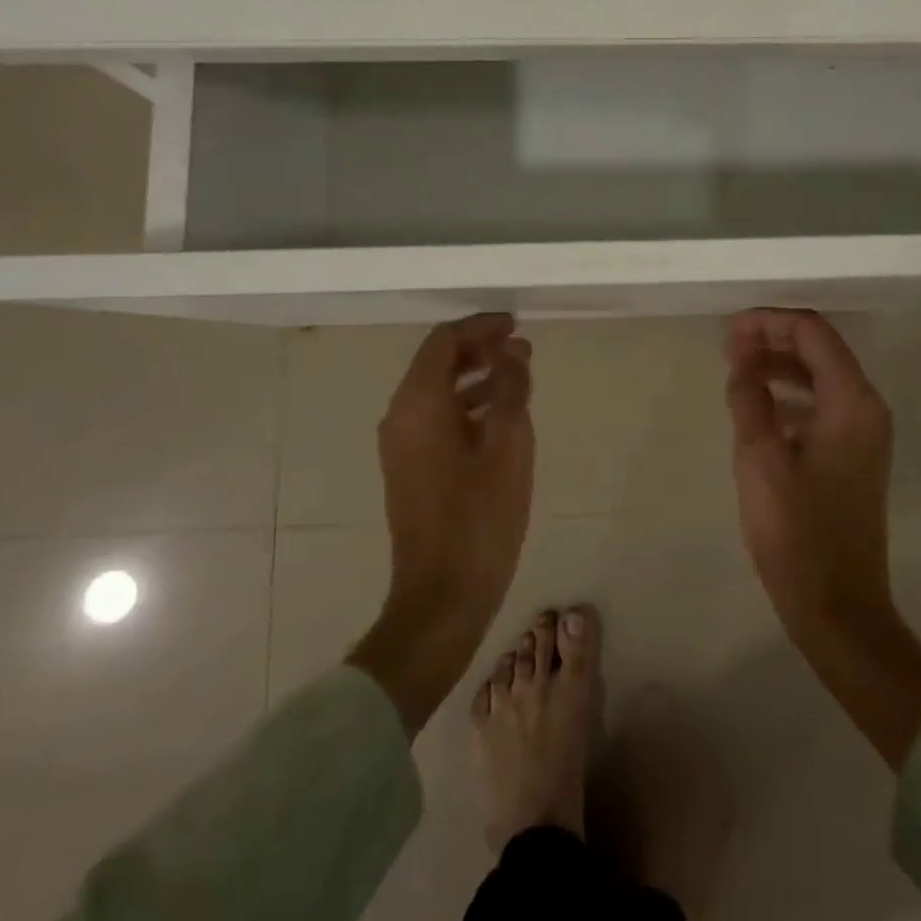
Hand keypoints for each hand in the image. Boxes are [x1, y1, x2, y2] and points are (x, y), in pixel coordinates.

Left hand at [348, 313, 535, 734]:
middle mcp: (401, 417)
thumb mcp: (509, 444)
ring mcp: (401, 445)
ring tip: (518, 375)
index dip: (480, 326)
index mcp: (418, 404)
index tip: (515, 325)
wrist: (442, 596)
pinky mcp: (409, 468)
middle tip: (520, 347)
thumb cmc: (480, 517)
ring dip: (475, 376)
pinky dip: (466, 404)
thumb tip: (511, 350)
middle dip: (478, 348)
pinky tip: (499, 416)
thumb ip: (510, 387)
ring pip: (436, 390)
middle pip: (436, 362)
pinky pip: (435, 417)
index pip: (444, 341)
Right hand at [724, 309, 920, 768]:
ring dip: (778, 366)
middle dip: (772, 340)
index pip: (812, 333)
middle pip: (819, 350)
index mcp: (851, 401)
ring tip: (735, 370)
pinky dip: (789, 395)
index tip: (728, 331)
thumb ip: (749, 398)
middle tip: (727, 348)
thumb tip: (742, 364)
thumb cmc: (797, 532)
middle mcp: (865, 407)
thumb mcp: (760, 458)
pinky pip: (820, 405)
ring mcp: (862, 433)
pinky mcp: (852, 455)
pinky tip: (757, 406)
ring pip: (818, 377)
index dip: (769, 322)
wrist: (839, 607)